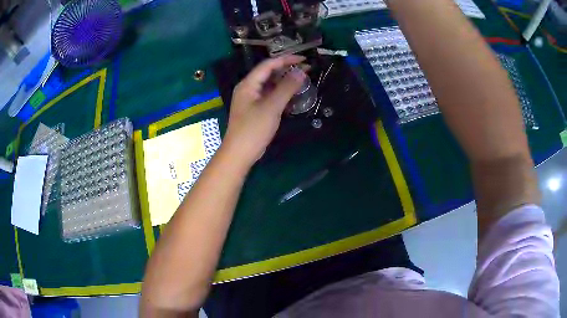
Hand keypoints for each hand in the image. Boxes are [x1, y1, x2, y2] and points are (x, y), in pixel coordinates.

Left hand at [223, 55, 306, 167]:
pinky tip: (293, 97)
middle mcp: (248, 88)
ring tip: (303, 82)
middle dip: (287, 70)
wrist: (240, 153)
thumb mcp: (272, 107)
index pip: (268, 65)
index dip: (286, 60)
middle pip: (269, 74)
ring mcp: (251, 100)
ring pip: (270, 85)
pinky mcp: (255, 110)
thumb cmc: (254, 129)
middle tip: (306, 71)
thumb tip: (301, 71)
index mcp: (248, 84)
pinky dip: (281, 94)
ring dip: (285, 83)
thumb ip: (287, 87)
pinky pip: (269, 96)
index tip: (304, 60)